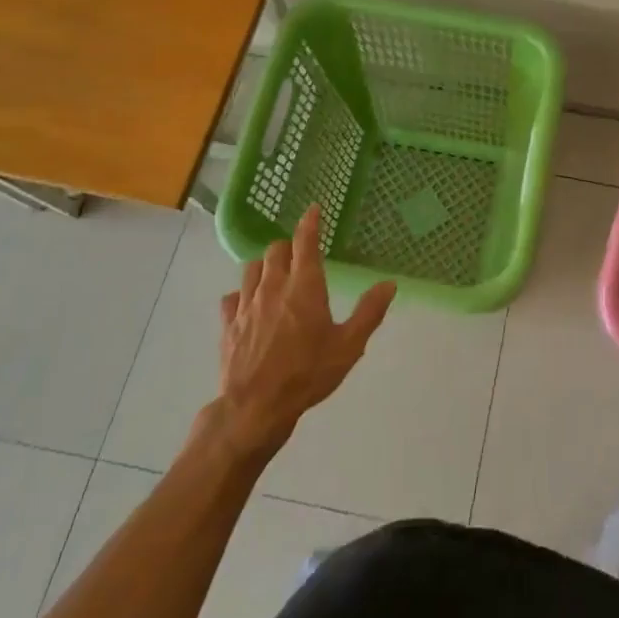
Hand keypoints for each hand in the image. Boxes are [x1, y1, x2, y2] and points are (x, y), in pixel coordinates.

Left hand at [208, 206, 394, 457]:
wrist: (255, 408)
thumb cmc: (307, 374)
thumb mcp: (349, 346)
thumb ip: (369, 312)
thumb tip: (389, 284)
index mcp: (304, 287)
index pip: (306, 242)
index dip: (310, 222)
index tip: (313, 209)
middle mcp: (273, 287)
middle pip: (275, 250)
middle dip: (288, 246)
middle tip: (300, 255)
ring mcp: (246, 305)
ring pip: (251, 269)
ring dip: (265, 267)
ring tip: (275, 276)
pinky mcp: (228, 325)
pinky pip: (232, 298)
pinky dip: (242, 295)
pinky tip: (250, 306)